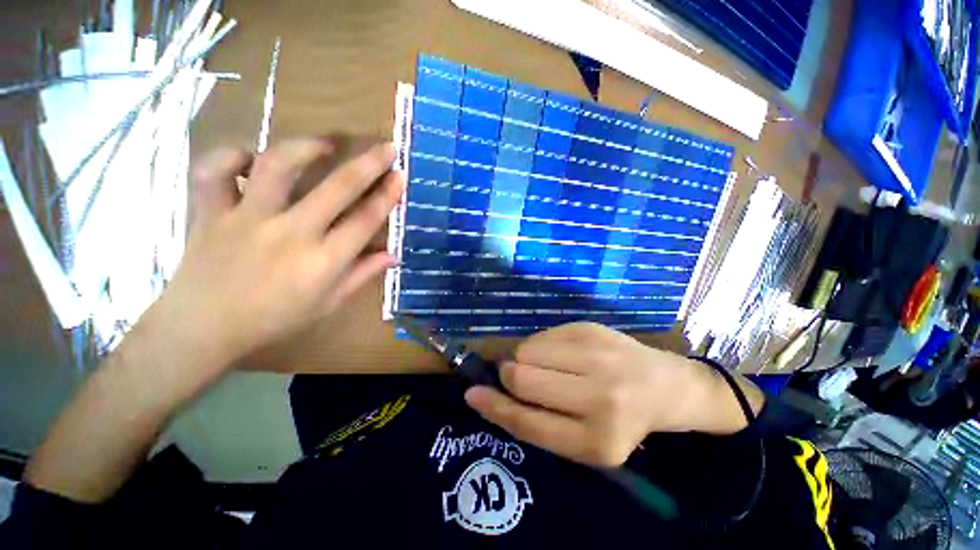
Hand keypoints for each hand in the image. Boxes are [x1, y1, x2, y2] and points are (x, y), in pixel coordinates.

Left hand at [144, 138, 403, 374]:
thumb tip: (392, 255)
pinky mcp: (210, 212)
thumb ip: (362, 275)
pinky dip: (231, 155)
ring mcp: (247, 218)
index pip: (365, 220)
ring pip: (277, 166)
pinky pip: (214, 170)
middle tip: (386, 146)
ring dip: (306, 147)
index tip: (400, 176)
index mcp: (323, 261)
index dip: (387, 195)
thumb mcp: (328, 304)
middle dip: (369, 164)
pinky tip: (249, 157)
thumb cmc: (274, 320)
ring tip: (324, 144)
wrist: (202, 329)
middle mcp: (291, 233)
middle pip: (337, 188)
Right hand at [464, 322, 761, 466]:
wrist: (664, 386)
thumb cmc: (620, 420)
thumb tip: (489, 394)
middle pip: (521, 379)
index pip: (528, 423)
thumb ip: (537, 421)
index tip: (471, 393)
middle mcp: (600, 397)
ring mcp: (598, 356)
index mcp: (597, 441)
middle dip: (509, 377)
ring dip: (522, 359)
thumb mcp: (583, 439)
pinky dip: (539, 346)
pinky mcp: (592, 329)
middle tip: (517, 377)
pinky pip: (541, 335)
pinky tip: (560, 353)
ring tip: (544, 366)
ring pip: (526, 350)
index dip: (494, 407)